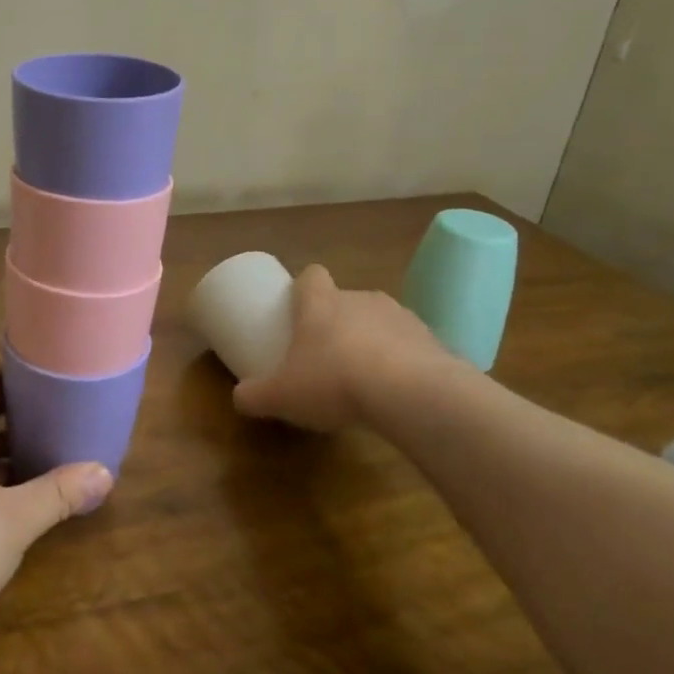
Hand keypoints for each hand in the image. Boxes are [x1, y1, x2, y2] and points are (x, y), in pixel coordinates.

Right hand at [233, 265, 454, 431]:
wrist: (412, 395)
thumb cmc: (334, 382)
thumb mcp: (281, 396)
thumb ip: (255, 396)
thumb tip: (239, 398)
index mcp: (320, 303)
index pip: (312, 275)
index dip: (304, 289)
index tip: (298, 309)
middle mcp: (361, 299)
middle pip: (345, 299)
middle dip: (336, 321)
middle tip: (326, 354)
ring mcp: (401, 317)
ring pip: (379, 321)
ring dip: (371, 341)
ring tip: (364, 377)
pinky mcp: (433, 341)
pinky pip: (411, 347)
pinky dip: (403, 363)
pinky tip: (396, 393)